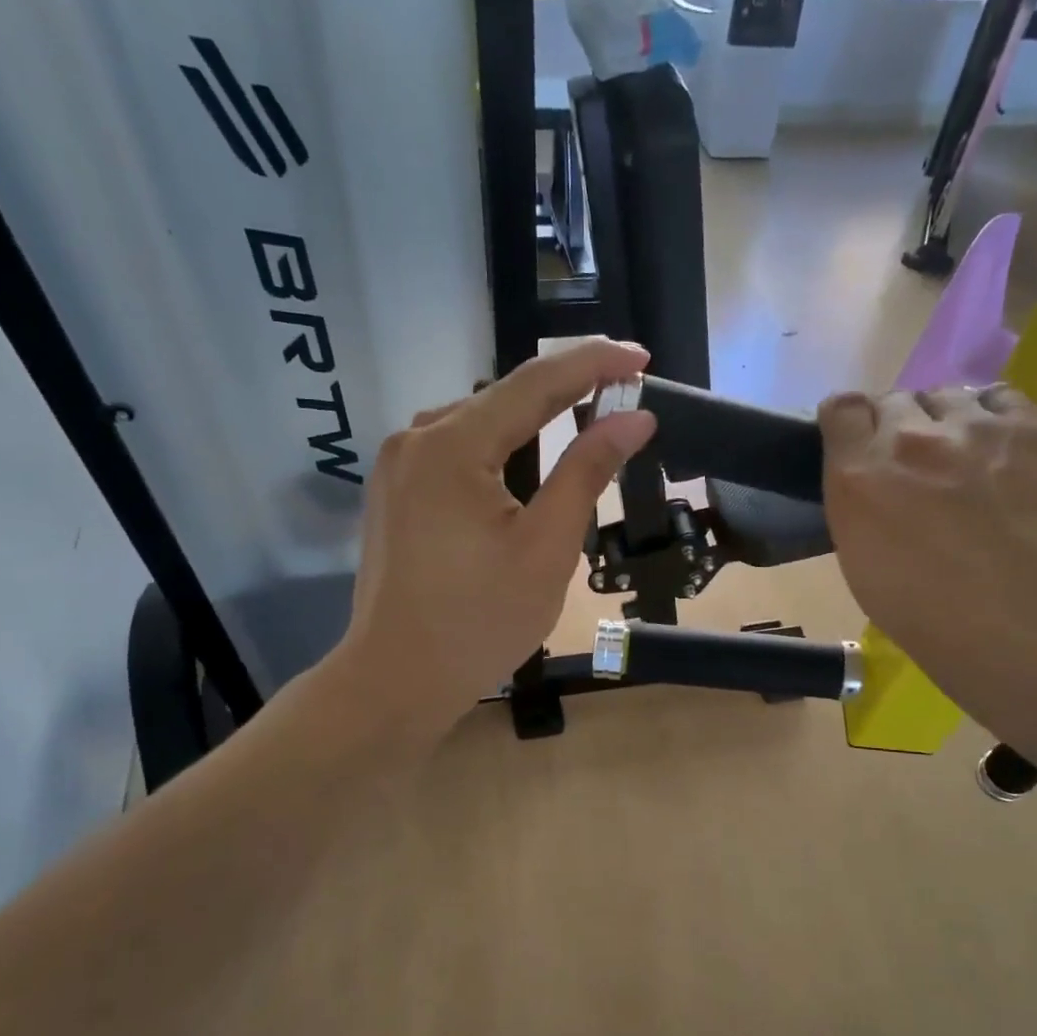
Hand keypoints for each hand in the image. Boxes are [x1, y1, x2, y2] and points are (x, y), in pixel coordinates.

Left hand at [328, 338, 656, 736]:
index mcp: (452, 446)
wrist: (396, 680)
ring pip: (480, 424)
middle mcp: (416, 439)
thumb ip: (587, 472)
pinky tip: (526, 469)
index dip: (593, 364)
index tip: (641, 355)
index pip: (535, 383)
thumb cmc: (480, 621)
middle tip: (623, 394)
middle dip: (565, 392)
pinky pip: (457, 450)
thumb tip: (633, 417)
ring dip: (532, 422)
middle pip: (503, 398)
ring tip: (585, 427)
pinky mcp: (395, 491)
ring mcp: (398, 465)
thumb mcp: (547, 547)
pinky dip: (501, 450)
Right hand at [819, 385, 1036, 752]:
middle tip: (917, 472)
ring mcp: (987, 428)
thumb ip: (866, 522)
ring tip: (970, 465)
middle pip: (896, 400)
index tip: (857, 452)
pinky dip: (999, 423)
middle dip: (897, 428)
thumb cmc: (956, 640)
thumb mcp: (876, 585)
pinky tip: (1015, 461)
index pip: (841, 412)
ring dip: (948, 423)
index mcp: (862, 483)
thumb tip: (880, 500)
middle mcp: (916, 440)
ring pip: (952, 397)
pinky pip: (1008, 402)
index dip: (848, 428)